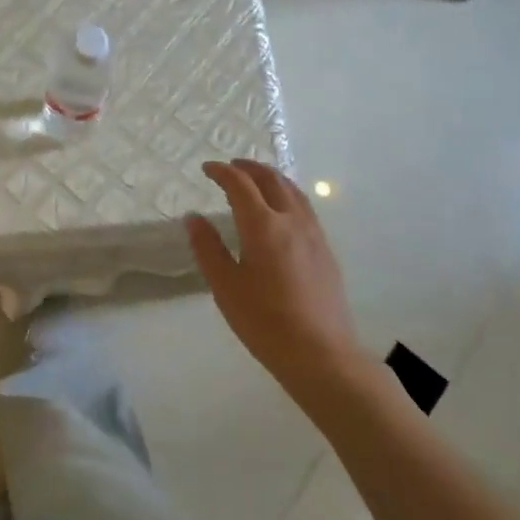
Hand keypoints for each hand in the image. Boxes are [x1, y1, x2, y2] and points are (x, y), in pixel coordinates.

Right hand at [187, 159, 365, 393]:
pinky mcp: (325, 251)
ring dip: (272, 178)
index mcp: (263, 226)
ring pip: (293, 192)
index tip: (207, 168)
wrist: (320, 352)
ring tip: (256, 180)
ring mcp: (313, 235)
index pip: (241, 185)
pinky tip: (281, 211)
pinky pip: (304, 208)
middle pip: (272, 180)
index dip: (222, 172)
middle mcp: (292, 221)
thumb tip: (193, 218)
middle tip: (231, 167)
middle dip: (249, 168)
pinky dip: (287, 195)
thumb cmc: (264, 321)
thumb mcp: (225, 286)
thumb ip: (207, 248)